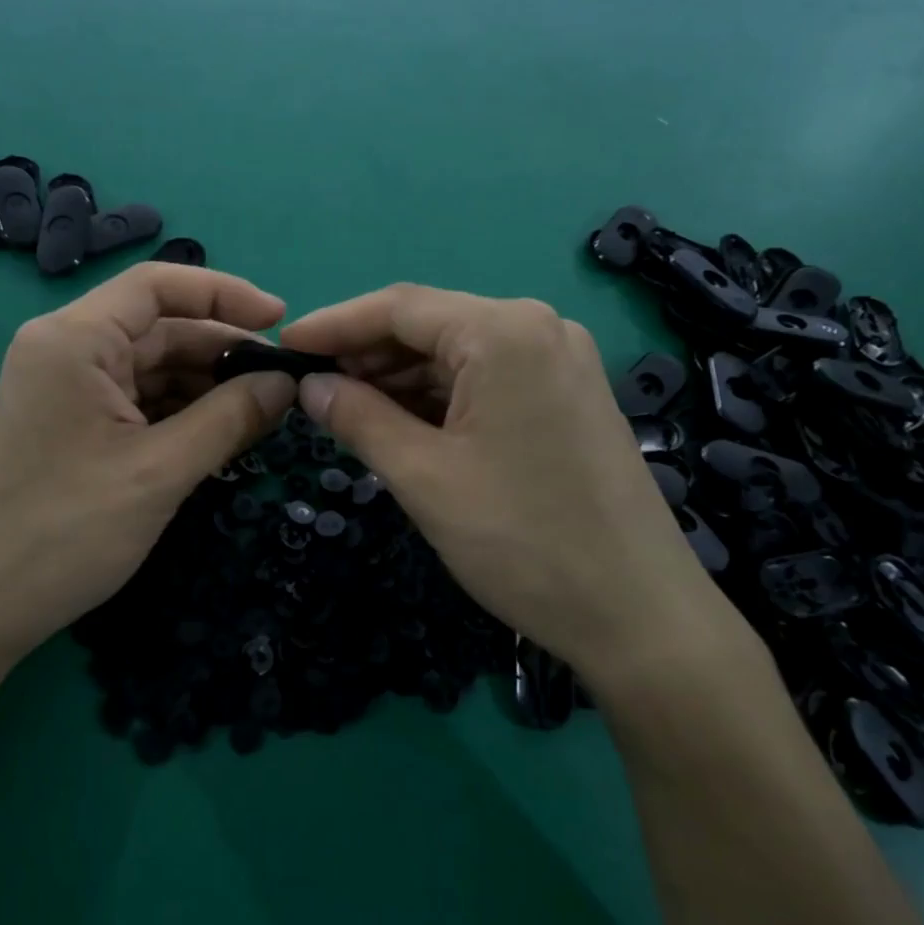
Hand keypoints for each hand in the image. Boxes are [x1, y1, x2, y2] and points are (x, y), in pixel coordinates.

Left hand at [0, 263, 296, 658]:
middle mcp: (65, 348)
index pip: (157, 286)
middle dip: (221, 352)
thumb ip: (230, 418)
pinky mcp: (71, 420)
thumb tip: (287, 383)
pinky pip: (137, 398)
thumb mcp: (161, 471)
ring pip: (151, 366)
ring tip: (260, 413)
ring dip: (205, 386)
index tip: (280, 321)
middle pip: (158, 328)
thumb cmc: (67, 531)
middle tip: (281, 384)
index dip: (224, 294)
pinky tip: (220, 433)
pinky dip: (180, 411)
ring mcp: (65, 386)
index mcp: (73, 339)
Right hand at [280, 285, 753, 687]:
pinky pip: (486, 379)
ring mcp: (560, 361)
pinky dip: (438, 397)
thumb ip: (357, 418)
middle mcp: (538, 328)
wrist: (640, 616)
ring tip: (348, 412)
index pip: (398, 308)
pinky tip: (402, 424)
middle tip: (312, 390)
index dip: (333, 325)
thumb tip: (310, 386)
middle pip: (429, 326)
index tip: (283, 348)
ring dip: (399, 379)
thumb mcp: (423, 477)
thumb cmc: (522, 540)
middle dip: (366, 355)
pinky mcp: (567, 395)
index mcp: (504, 331)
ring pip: (456, 354)